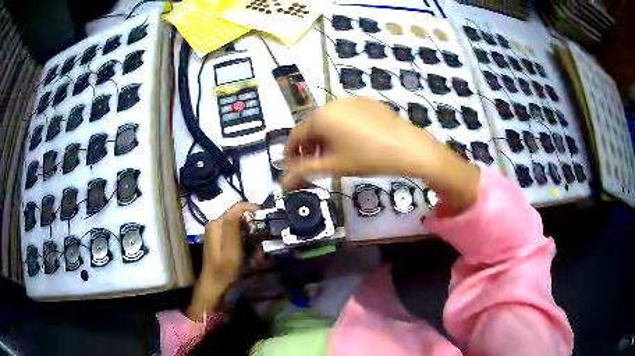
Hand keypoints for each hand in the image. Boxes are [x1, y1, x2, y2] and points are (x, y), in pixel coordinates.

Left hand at [186, 202, 258, 321]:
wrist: (215, 288)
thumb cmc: (225, 271)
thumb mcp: (231, 250)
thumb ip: (233, 227)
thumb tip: (241, 205)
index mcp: (217, 223)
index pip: (239, 207)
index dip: (255, 210)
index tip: (269, 222)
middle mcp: (216, 224)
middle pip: (241, 217)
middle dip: (255, 229)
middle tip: (263, 246)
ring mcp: (218, 232)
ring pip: (242, 227)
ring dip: (253, 239)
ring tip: (257, 256)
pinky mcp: (222, 241)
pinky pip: (239, 236)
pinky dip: (248, 245)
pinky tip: (251, 258)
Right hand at [282, 97, 479, 212]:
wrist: (408, 147)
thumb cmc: (368, 158)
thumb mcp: (334, 166)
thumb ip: (304, 172)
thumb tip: (283, 183)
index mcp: (320, 117)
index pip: (295, 135)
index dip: (291, 154)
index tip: (293, 169)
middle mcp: (332, 103)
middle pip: (312, 126)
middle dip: (309, 147)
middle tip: (315, 165)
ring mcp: (351, 99)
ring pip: (329, 120)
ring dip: (325, 138)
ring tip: (334, 155)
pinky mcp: (367, 101)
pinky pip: (346, 115)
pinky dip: (342, 128)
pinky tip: (353, 143)